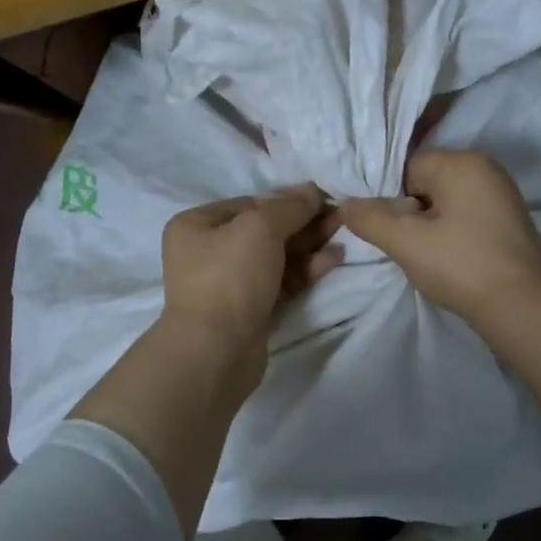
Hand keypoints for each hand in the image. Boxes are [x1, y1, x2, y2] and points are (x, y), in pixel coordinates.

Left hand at [161, 186, 342, 347]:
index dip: (286, 200)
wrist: (216, 351)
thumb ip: (290, 206)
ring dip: (309, 245)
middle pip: (265, 230)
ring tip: (343, 233)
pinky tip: (333, 259)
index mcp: (197, 226)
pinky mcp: (250, 310)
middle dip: (303, 223)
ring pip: (276, 257)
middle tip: (340, 216)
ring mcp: (229, 284)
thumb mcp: (260, 228)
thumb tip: (312, 190)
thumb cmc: (230, 277)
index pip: (248, 204)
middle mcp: (208, 252)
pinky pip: (281, 281)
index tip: (321, 199)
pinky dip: (305, 270)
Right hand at [342, 150, 540, 319]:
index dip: (391, 199)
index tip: (391, 231)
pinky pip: (468, 215)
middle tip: (408, 245)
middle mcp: (486, 168)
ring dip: (432, 224)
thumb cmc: (459, 265)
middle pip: (428, 182)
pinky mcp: (511, 220)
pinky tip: (452, 259)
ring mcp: (503, 194)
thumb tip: (346, 204)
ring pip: (448, 201)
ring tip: (430, 255)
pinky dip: (454, 232)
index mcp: (462, 163)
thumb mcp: (404, 242)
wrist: (519, 306)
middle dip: (412, 212)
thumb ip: (369, 219)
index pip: (408, 167)